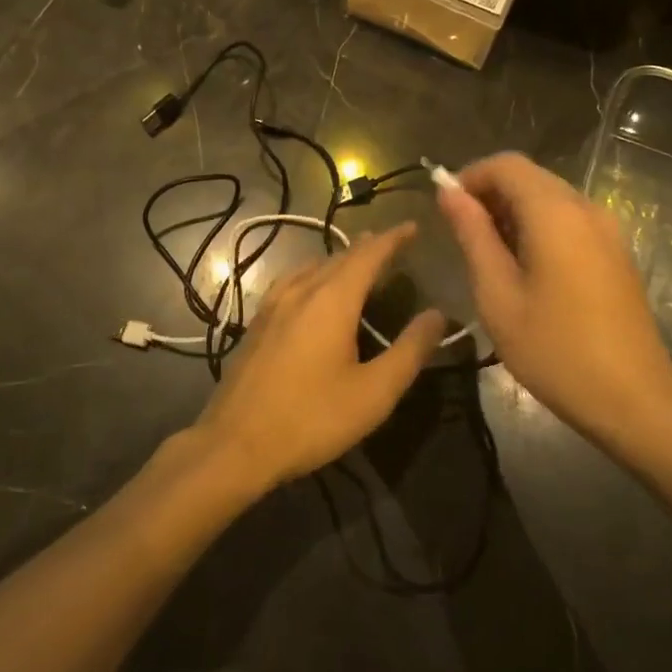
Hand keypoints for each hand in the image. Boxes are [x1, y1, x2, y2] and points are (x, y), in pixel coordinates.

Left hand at [193, 225, 446, 491]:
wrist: (234, 445)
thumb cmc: (311, 419)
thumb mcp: (374, 393)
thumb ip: (410, 351)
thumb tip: (437, 315)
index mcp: (332, 300)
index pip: (369, 254)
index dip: (393, 238)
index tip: (413, 227)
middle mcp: (301, 291)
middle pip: (339, 257)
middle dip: (368, 247)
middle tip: (392, 245)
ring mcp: (273, 305)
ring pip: (312, 267)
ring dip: (339, 260)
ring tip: (356, 264)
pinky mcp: (257, 323)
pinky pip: (292, 282)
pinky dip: (315, 275)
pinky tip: (312, 292)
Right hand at [437, 152, 671, 464]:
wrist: (634, 399)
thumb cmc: (555, 350)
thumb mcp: (498, 295)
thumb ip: (473, 235)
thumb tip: (448, 193)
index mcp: (556, 212)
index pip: (506, 165)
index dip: (470, 177)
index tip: (446, 211)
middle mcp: (586, 208)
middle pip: (530, 177)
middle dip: (490, 195)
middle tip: (463, 238)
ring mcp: (608, 229)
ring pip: (550, 198)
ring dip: (514, 213)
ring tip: (489, 257)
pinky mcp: (616, 252)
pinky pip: (570, 220)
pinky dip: (540, 228)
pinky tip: (526, 269)